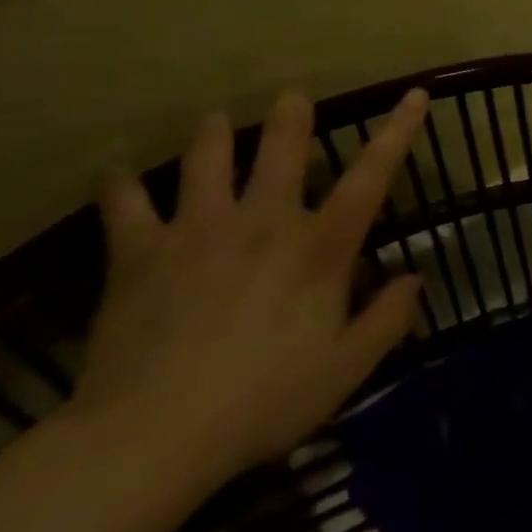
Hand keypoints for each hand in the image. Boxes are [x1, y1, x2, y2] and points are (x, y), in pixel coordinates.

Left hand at [76, 89, 429, 484]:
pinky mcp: (140, 254)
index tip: (414, 94)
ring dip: (213, 135)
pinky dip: (121, 187)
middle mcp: (264, 221)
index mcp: (319, 247)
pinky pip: (126, 207)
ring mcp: (199, 231)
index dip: (398, 131)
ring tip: (214, 119)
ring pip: (207, 162)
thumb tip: (414, 278)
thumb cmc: (263, 401)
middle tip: (291, 95)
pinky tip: (116, 174)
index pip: (371, 175)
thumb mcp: (346, 369)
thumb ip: (387, 319)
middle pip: (281, 150)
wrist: (152, 437)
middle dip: (290, 118)